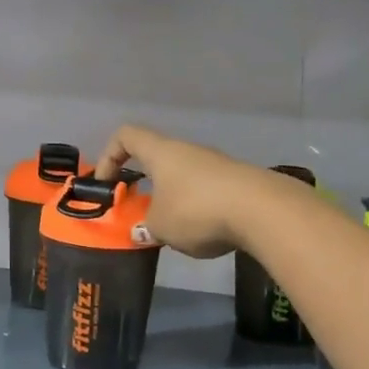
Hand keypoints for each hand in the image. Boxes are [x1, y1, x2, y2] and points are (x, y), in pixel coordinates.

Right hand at [93, 123, 272, 258]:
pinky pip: (207, 190)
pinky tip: (205, 232)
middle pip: (157, 158)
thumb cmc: (197, 210)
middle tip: (139, 212)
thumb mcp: (161, 227)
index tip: (106, 184)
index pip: (126, 136)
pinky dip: (199, 207)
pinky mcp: (238, 181)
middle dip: (145, 184)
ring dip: (173, 199)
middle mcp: (188, 151)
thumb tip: (142, 230)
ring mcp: (216, 164)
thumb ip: (146, 227)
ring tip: (173, 230)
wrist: (262, 210)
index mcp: (161, 152)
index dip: (109, 155)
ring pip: (183, 176)